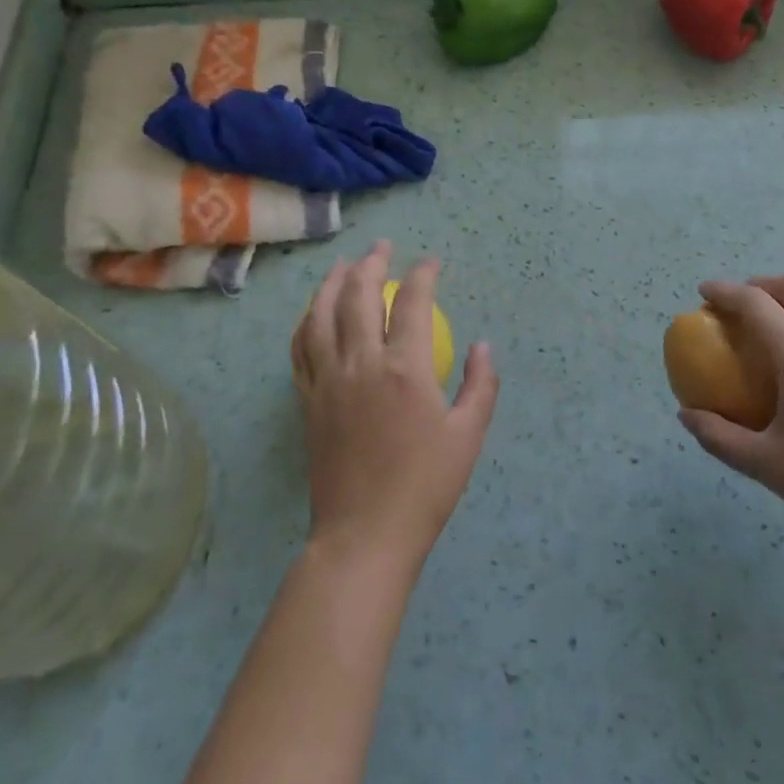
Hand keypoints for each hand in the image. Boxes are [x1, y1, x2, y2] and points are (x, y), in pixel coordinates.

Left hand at [290, 242, 497, 578]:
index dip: (422, 274)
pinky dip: (306, 321)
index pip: (411, 302)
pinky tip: (314, 312)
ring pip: (321, 315)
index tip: (430, 263)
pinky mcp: (308, 400)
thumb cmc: (424, 487)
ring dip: (331, 282)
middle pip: (358, 295)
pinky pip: (301, 348)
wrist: (364, 535)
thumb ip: (480, 385)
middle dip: (371, 263)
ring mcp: (327, 380)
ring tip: (342, 265)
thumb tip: (483, 345)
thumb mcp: (468, 437)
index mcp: (404, 369)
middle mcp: (361, 363)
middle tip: (382, 247)